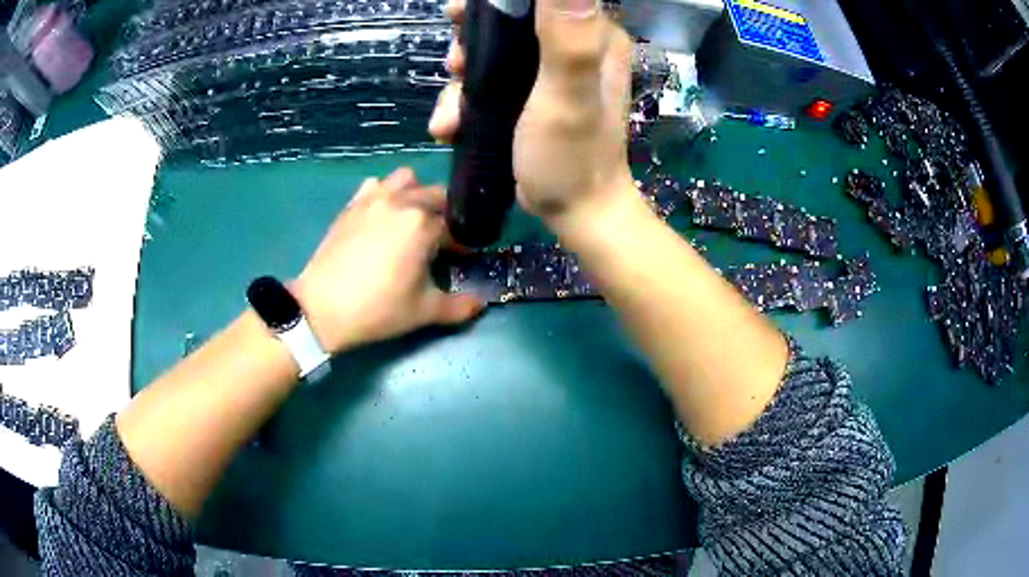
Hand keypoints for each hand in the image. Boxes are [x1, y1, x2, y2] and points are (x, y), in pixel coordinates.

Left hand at [293, 168, 483, 352]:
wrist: (322, 308)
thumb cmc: (378, 309)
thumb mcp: (424, 312)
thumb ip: (461, 306)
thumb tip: (483, 303)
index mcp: (423, 223)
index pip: (456, 225)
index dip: (461, 243)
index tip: (460, 259)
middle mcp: (401, 201)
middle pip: (436, 196)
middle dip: (444, 215)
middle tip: (438, 243)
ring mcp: (373, 198)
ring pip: (406, 180)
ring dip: (415, 194)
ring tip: (410, 221)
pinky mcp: (352, 204)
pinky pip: (376, 185)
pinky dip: (385, 193)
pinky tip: (382, 217)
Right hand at [429, 0, 636, 230]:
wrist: (575, 214)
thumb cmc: (572, 157)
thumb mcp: (567, 95)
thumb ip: (567, 38)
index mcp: (591, 36)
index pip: (541, 1)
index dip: (498, 2)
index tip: (460, 13)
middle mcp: (573, 47)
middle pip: (511, 23)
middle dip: (473, 40)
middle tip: (454, 63)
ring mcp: (550, 74)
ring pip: (495, 54)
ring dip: (463, 78)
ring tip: (450, 112)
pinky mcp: (532, 98)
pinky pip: (493, 83)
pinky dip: (467, 100)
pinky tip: (450, 125)